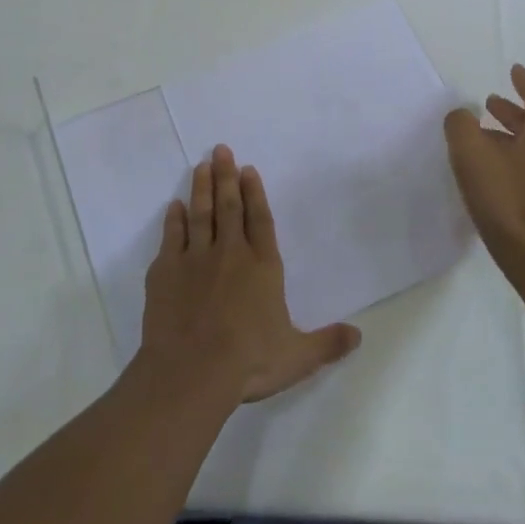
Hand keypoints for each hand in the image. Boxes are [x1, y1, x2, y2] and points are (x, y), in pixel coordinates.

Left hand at [138, 145, 361, 404]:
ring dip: (201, 189)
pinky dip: (173, 220)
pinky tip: (174, 206)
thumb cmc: (248, 362)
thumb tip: (359, 336)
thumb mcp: (297, 357)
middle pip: (229, 207)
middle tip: (221, 150)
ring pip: (200, 215)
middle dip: (226, 176)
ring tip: (201, 166)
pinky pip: (171, 237)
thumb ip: (327, 343)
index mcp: (263, 267)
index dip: (255, 193)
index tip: (249, 169)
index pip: (260, 220)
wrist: (191, 373)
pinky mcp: (165, 273)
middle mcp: (230, 254)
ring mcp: (195, 260)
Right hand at [444, 65, 524, 270]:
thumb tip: (461, 116)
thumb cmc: (505, 197)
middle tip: (490, 105)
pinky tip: (498, 172)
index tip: (513, 71)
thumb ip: (461, 125)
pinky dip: (519, 159)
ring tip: (487, 138)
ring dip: (514, 136)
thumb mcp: (471, 153)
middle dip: (514, 111)